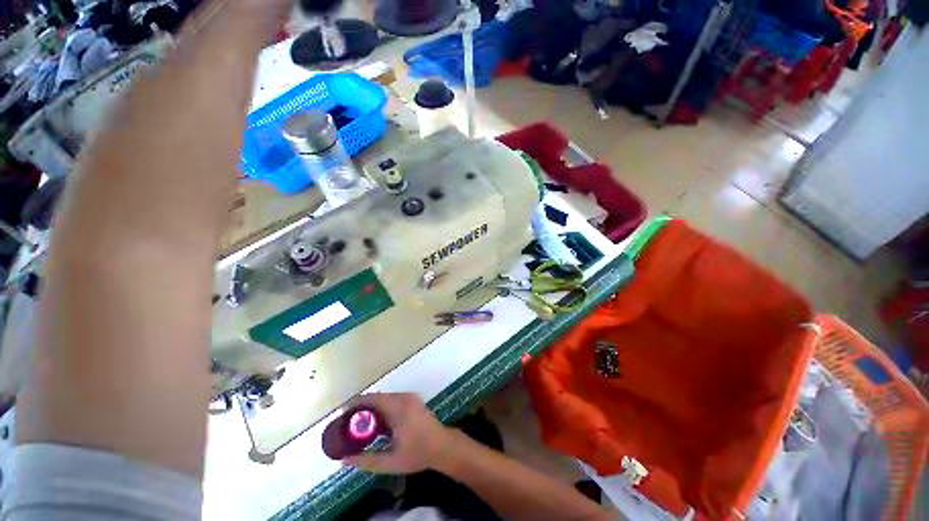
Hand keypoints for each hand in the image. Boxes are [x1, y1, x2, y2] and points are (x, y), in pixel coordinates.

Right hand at [342, 393, 455, 473]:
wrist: (442, 446)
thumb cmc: (417, 454)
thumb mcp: (390, 462)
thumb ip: (367, 460)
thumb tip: (344, 460)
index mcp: (398, 408)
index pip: (372, 399)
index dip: (355, 405)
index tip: (342, 416)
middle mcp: (404, 397)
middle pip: (377, 397)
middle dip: (362, 408)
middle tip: (349, 423)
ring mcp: (410, 397)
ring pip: (385, 398)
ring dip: (372, 408)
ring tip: (360, 425)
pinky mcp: (413, 400)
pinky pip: (393, 400)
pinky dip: (382, 408)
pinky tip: (377, 423)